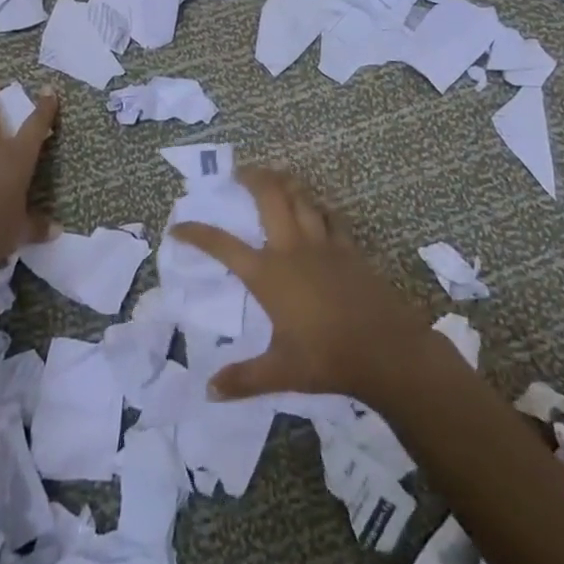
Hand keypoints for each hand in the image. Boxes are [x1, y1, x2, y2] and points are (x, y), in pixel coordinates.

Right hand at [170, 166, 436, 406]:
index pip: (223, 246)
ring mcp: (323, 243)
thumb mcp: (281, 372)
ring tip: (275, 177)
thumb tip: (209, 390)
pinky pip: (330, 215)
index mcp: (268, 275)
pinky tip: (317, 207)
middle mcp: (292, 248)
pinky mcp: (349, 248)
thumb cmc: (328, 359)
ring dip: (285, 182)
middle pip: (269, 196)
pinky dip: (318, 205)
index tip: (178, 227)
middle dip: (251, 178)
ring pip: (301, 197)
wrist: (386, 350)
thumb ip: (244, 379)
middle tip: (239, 173)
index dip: (197, 233)